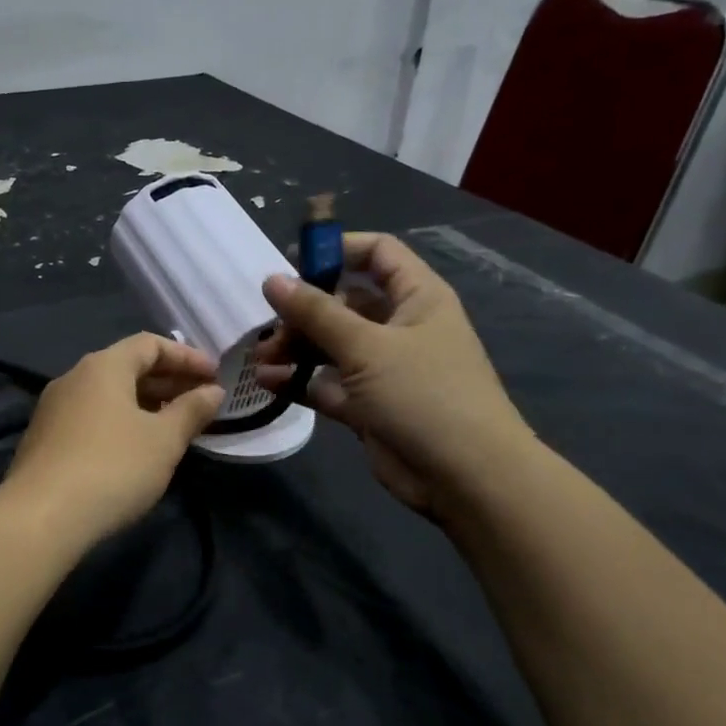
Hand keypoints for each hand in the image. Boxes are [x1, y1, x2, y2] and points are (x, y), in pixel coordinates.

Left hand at [0, 333, 224, 544]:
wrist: (41, 517)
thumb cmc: (113, 468)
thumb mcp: (164, 440)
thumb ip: (191, 411)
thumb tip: (212, 391)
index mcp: (103, 367)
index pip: (150, 344)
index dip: (186, 356)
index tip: (215, 376)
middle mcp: (74, 378)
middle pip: (127, 367)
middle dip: (167, 381)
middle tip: (201, 401)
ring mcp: (53, 409)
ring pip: (108, 395)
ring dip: (144, 404)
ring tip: (174, 426)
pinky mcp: (44, 439)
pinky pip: (91, 417)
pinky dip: (120, 422)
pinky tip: (136, 448)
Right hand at [254, 232, 536, 520]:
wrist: (464, 476)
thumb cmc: (424, 394)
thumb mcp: (367, 346)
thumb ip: (316, 313)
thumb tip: (272, 280)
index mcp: (417, 298)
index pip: (378, 254)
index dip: (337, 249)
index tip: (292, 260)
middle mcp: (400, 327)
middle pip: (344, 303)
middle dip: (303, 311)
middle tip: (268, 326)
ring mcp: (383, 369)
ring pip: (331, 346)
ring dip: (295, 348)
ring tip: (260, 358)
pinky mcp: (368, 406)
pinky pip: (328, 383)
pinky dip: (300, 381)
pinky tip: (268, 382)